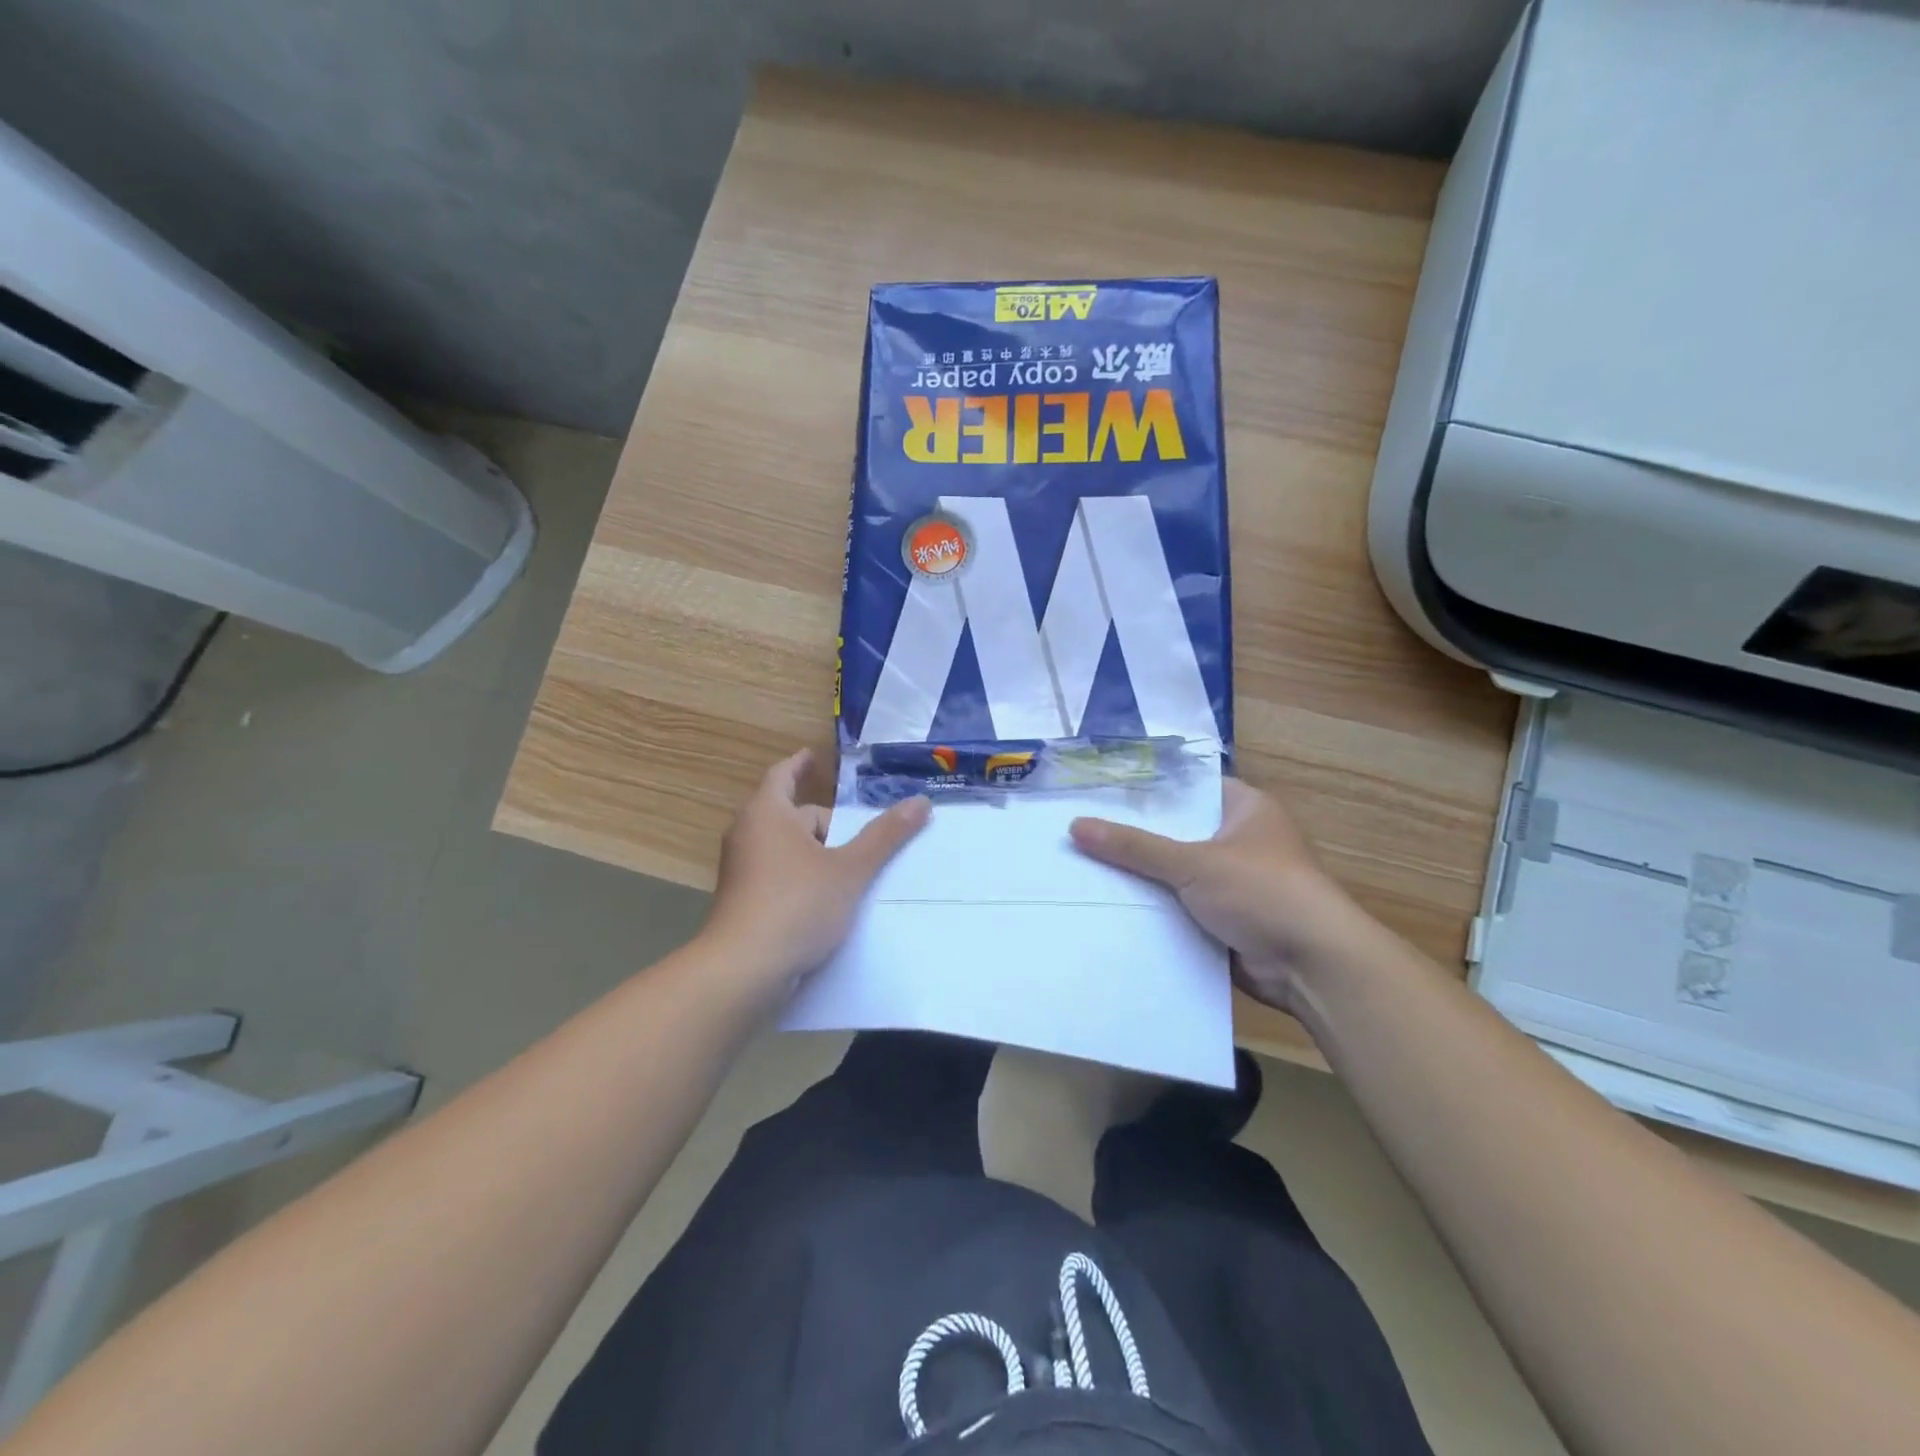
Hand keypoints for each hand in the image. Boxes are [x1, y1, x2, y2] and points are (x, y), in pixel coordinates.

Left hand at [701, 748, 929, 1006]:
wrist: (743, 970)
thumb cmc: (797, 905)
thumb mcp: (850, 869)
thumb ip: (885, 835)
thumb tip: (921, 801)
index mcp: (767, 813)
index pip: (783, 774)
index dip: (801, 764)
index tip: (815, 756)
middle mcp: (747, 834)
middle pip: (792, 815)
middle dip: (827, 822)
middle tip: (861, 838)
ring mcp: (741, 869)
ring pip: (786, 848)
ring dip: (818, 853)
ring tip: (853, 871)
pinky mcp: (742, 900)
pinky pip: (779, 874)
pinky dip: (803, 876)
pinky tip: (829, 901)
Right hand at [1069, 778, 1364, 1011]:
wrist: (1314, 966)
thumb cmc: (1262, 892)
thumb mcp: (1193, 863)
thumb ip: (1134, 846)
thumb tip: (1075, 825)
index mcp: (1246, 808)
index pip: (1188, 787)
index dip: (1147, 789)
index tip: (1100, 791)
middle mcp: (1242, 839)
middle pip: (1178, 831)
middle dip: (1136, 836)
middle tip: (1082, 830)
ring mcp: (1236, 882)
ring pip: (1178, 872)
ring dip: (1144, 877)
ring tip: (1085, 866)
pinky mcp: (1229, 919)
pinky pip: (1183, 906)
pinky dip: (1157, 909)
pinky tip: (1113, 906)